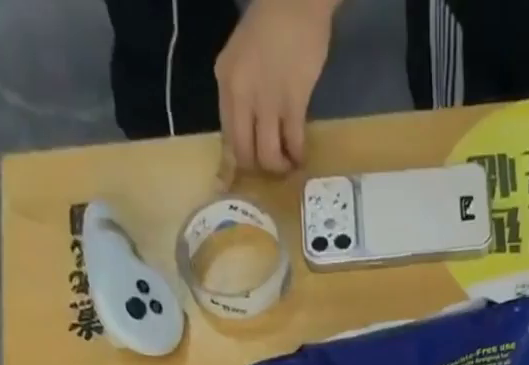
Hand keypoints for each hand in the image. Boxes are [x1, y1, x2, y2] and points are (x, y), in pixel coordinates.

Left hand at [215, 0, 334, 175]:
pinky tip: (302, 155)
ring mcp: (267, 99)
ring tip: (289, 163)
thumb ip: (241, 93)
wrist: (295, 1)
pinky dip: (298, 156)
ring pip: (268, 156)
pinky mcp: (293, 103)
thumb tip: (249, 132)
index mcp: (226, 82)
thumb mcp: (242, 59)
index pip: (226, 136)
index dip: (232, 166)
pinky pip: (293, 144)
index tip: (235, 184)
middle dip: (259, 169)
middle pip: (245, 153)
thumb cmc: (270, 27)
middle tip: (273, 167)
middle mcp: (242, 94)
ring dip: (280, 167)